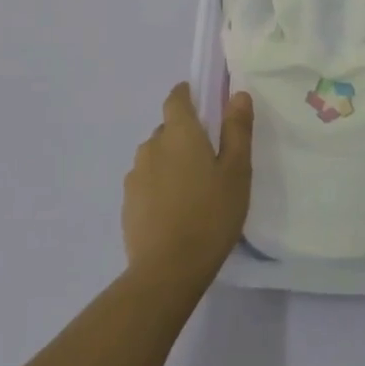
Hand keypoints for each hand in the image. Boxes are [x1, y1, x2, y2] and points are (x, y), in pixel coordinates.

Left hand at [123, 85, 253, 288]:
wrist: (167, 271)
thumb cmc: (210, 215)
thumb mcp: (237, 171)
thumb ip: (237, 130)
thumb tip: (237, 94)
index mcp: (179, 133)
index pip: (176, 98)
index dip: (187, 95)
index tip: (203, 105)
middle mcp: (152, 146)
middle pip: (168, 129)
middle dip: (184, 136)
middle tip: (209, 160)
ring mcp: (135, 175)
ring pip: (155, 157)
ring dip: (171, 163)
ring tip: (192, 190)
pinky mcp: (127, 203)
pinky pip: (146, 183)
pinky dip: (159, 187)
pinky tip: (175, 212)